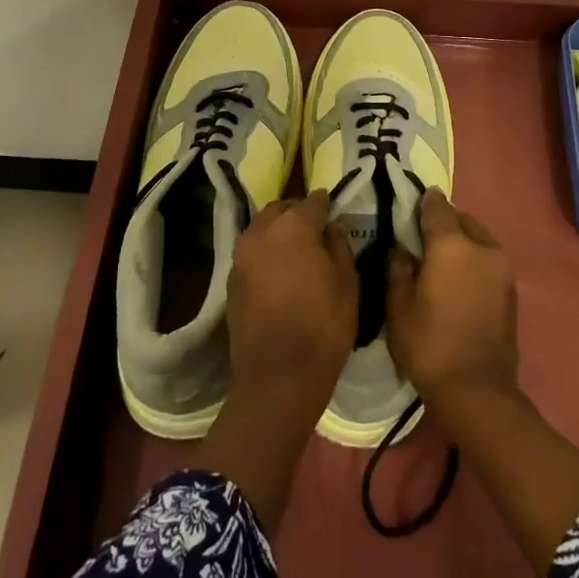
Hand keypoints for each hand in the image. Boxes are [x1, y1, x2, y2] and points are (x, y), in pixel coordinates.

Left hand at [226, 190, 357, 400]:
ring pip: (261, 229)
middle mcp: (262, 232)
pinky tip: (279, 272)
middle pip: (281, 209)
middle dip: (297, 213)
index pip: (313, 201)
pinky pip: (251, 253)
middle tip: (316, 229)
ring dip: (278, 231)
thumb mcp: (348, 284)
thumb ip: (340, 247)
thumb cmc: (323, 327)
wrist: (277, 376)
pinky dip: (265, 253)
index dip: (326, 204)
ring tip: (296, 251)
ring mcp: (241, 256)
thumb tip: (331, 228)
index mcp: (294, 227)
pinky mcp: (231, 280)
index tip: (335, 210)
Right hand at [386, 187, 519, 407]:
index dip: (424, 201)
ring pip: (479, 239)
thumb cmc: (429, 344)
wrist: (476, 389)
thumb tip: (401, 250)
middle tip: (424, 234)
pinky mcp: (511, 289)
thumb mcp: (399, 306)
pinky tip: (459, 278)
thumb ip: (398, 269)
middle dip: (445, 221)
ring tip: (442, 257)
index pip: (437, 208)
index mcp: (453, 245)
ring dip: (462, 241)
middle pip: (462, 220)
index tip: (414, 198)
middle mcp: (483, 248)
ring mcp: (502, 268)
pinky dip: (474, 260)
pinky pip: (488, 260)